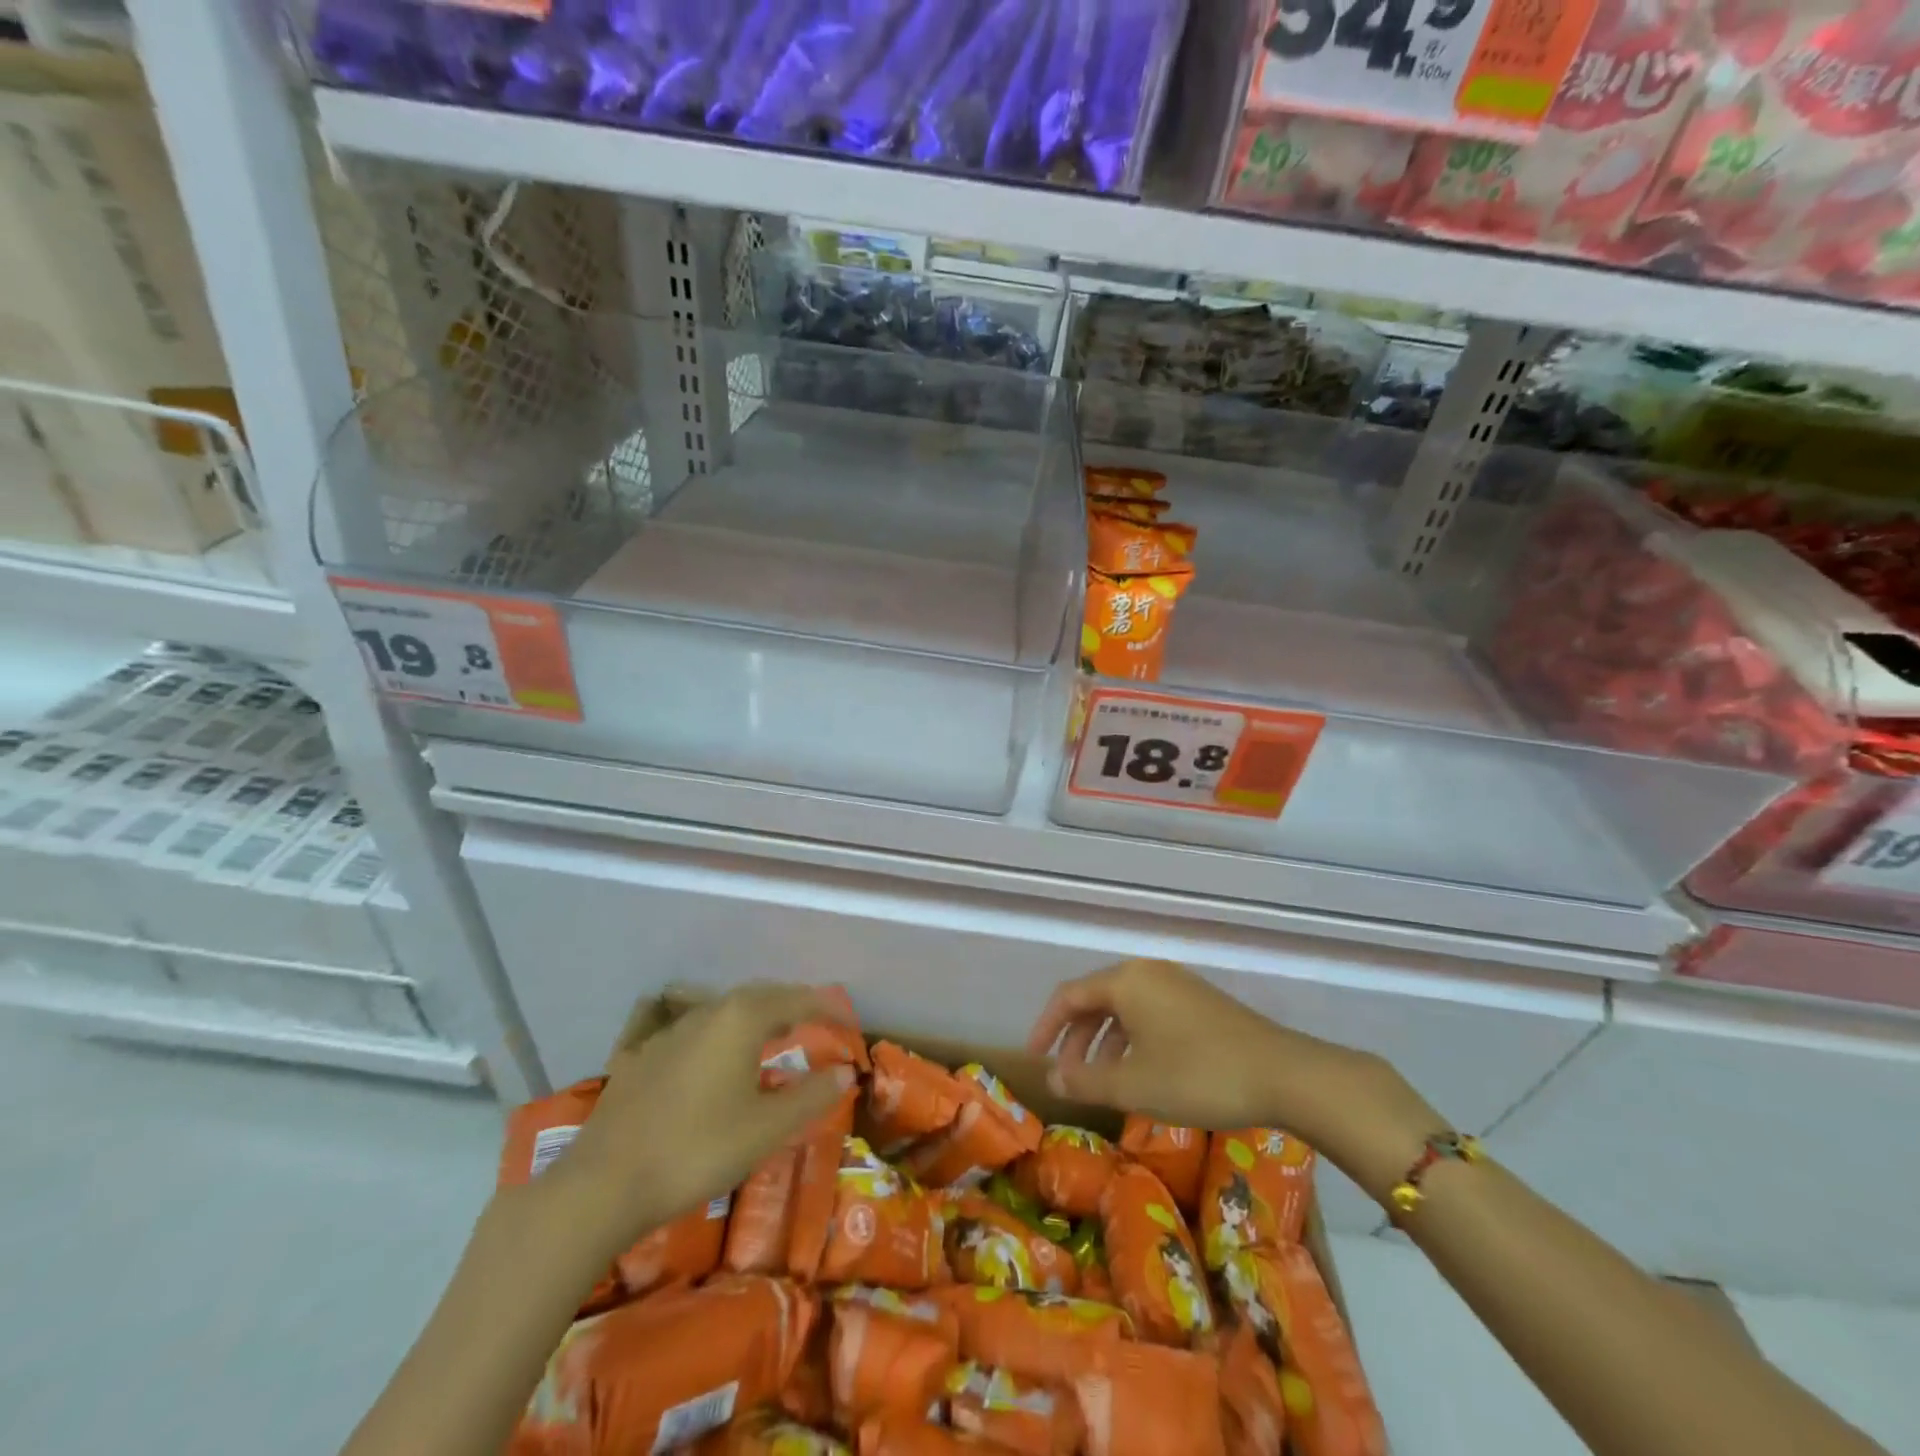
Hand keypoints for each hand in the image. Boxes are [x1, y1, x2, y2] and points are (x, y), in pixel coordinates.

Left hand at [544, 984, 855, 1260]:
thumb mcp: (767, 1129)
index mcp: (742, 1018)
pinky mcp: (642, 1056)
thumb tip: (845, 1072)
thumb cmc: (698, 1150)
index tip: (849, 1021)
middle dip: (791, 1005)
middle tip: (815, 1023)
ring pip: (724, 1010)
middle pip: (760, 996)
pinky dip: (720, 1035)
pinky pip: (695, 1031)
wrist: (603, 1184)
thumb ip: (811, 1096)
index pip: (797, 1000)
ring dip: (756, 1018)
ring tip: (773, 1036)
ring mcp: (670, 1031)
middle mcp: (707, 1011)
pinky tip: (716, 1060)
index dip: (827, 1008)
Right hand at [1027, 959, 1441, 1198]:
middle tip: (1068, 1074)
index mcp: (1126, 981)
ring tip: (1103, 1079)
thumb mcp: (1135, 1085)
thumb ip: (1086, 1080)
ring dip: (1106, 1040)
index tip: (1036, 1058)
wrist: (1285, 1074)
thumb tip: (1052, 1078)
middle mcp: (1148, 972)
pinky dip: (1135, 1038)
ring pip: (1126, 1006)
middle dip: (1077, 1036)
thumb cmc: (1198, 1076)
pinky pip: (1152, 1012)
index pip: (1069, 995)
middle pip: (1097, 998)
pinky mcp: (1202, 1002)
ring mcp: (1179, 984)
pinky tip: (1144, 1072)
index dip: (1046, 1026)